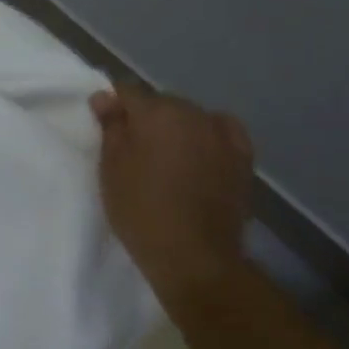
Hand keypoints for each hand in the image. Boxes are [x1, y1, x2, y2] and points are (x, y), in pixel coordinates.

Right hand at [89, 85, 253, 304]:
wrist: (193, 256)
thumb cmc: (141, 210)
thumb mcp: (111, 169)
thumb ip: (111, 127)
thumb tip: (105, 97)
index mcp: (157, 112)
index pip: (128, 92)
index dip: (114, 105)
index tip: (105, 125)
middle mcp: (193, 114)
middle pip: (163, 104)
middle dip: (147, 118)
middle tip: (134, 147)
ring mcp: (222, 134)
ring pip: (192, 117)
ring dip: (177, 128)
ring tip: (168, 156)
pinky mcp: (242, 157)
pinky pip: (222, 132)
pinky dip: (209, 136)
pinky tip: (202, 152)